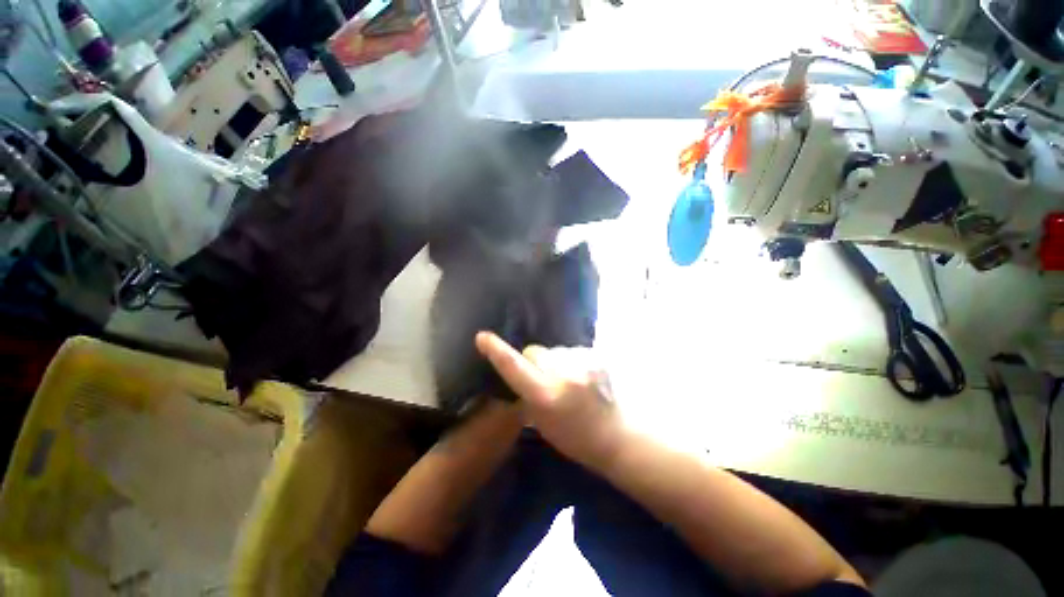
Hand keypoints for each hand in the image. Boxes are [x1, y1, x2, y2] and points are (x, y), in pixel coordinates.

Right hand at [475, 331, 627, 469]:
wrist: (614, 435)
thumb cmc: (573, 437)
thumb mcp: (540, 422)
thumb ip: (527, 393)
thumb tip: (520, 369)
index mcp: (546, 396)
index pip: (516, 368)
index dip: (497, 351)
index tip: (482, 337)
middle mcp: (564, 374)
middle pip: (535, 351)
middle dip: (533, 361)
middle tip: (546, 381)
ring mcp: (583, 362)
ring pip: (553, 350)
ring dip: (554, 361)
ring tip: (569, 382)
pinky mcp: (596, 356)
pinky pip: (571, 351)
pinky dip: (571, 361)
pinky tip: (582, 377)